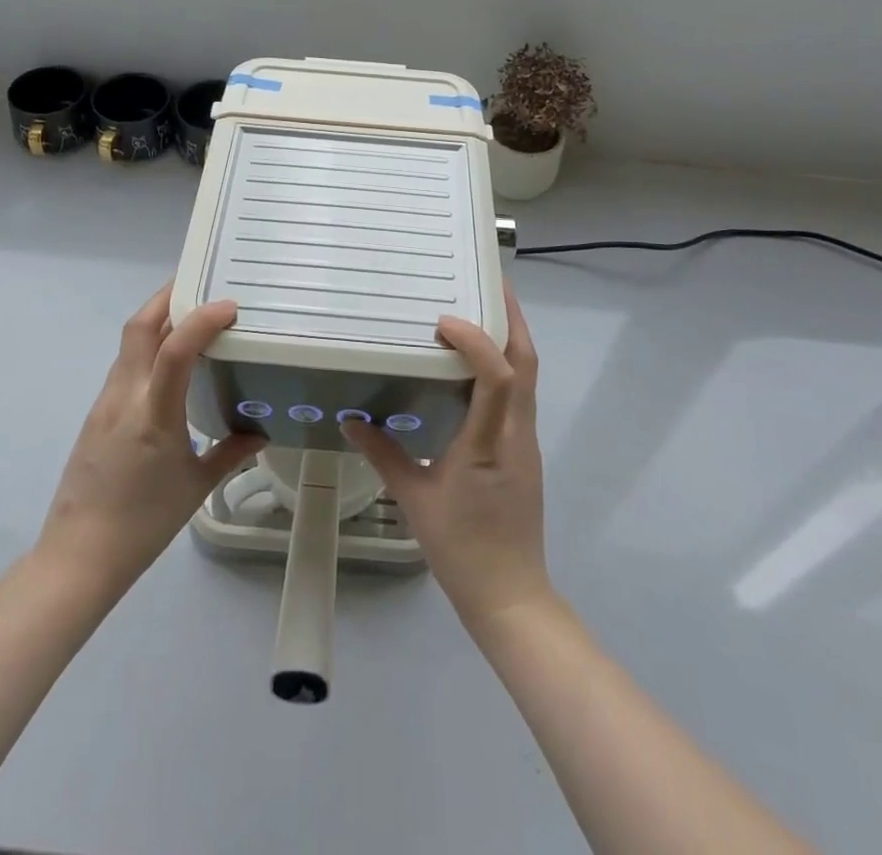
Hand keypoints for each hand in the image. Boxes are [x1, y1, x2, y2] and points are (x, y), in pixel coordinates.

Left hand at [35, 284, 264, 600]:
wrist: (78, 556)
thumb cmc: (144, 523)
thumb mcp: (195, 486)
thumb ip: (231, 453)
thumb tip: (260, 432)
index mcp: (153, 415)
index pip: (174, 350)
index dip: (201, 320)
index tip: (229, 306)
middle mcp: (125, 397)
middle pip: (139, 327)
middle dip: (168, 297)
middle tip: (201, 284)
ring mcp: (105, 403)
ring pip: (129, 343)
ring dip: (157, 319)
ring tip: (191, 317)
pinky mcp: (96, 413)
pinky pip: (124, 365)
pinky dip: (147, 347)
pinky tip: (168, 363)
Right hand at [343, 282, 550, 632]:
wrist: (510, 597)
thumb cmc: (462, 548)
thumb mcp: (415, 499)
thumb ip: (384, 454)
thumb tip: (352, 419)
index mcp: (491, 442)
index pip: (499, 377)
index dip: (477, 340)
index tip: (444, 320)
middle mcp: (517, 433)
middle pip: (528, 363)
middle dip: (513, 319)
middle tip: (490, 284)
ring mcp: (526, 441)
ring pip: (530, 377)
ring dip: (511, 339)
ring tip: (482, 312)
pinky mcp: (524, 451)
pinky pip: (521, 395)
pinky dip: (506, 367)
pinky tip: (478, 366)